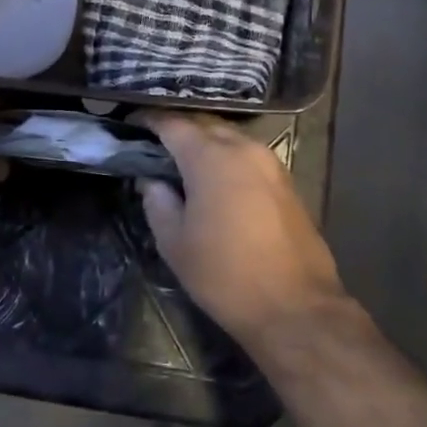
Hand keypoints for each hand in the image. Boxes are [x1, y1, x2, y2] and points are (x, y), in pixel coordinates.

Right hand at [136, 112, 345, 346]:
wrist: (295, 306)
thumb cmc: (225, 274)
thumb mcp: (175, 243)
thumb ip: (157, 202)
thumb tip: (152, 180)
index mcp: (210, 157)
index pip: (173, 124)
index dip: (149, 121)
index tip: (131, 125)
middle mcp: (243, 148)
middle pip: (204, 125)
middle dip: (179, 129)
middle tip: (156, 145)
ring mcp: (270, 163)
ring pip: (230, 138)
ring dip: (206, 143)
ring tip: (184, 162)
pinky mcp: (287, 181)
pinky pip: (249, 156)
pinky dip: (228, 158)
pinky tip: (218, 180)